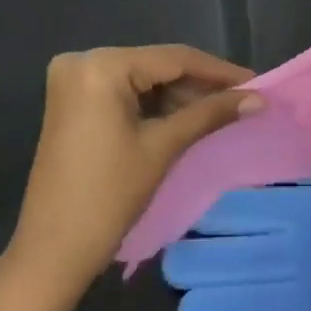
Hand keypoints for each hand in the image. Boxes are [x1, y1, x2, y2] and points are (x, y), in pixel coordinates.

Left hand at [1, 46, 260, 298]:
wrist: (52, 252)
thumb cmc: (109, 196)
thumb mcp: (163, 147)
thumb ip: (210, 114)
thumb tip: (258, 99)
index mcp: (101, 65)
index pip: (173, 58)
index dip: (218, 71)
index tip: (256, 82)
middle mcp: (83, 61)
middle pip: (157, 66)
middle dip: (200, 84)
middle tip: (242, 99)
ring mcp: (74, 82)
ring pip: (143, 79)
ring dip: (180, 95)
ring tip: (223, 110)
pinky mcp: (73, 102)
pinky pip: (124, 93)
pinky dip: (155, 105)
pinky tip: (188, 116)